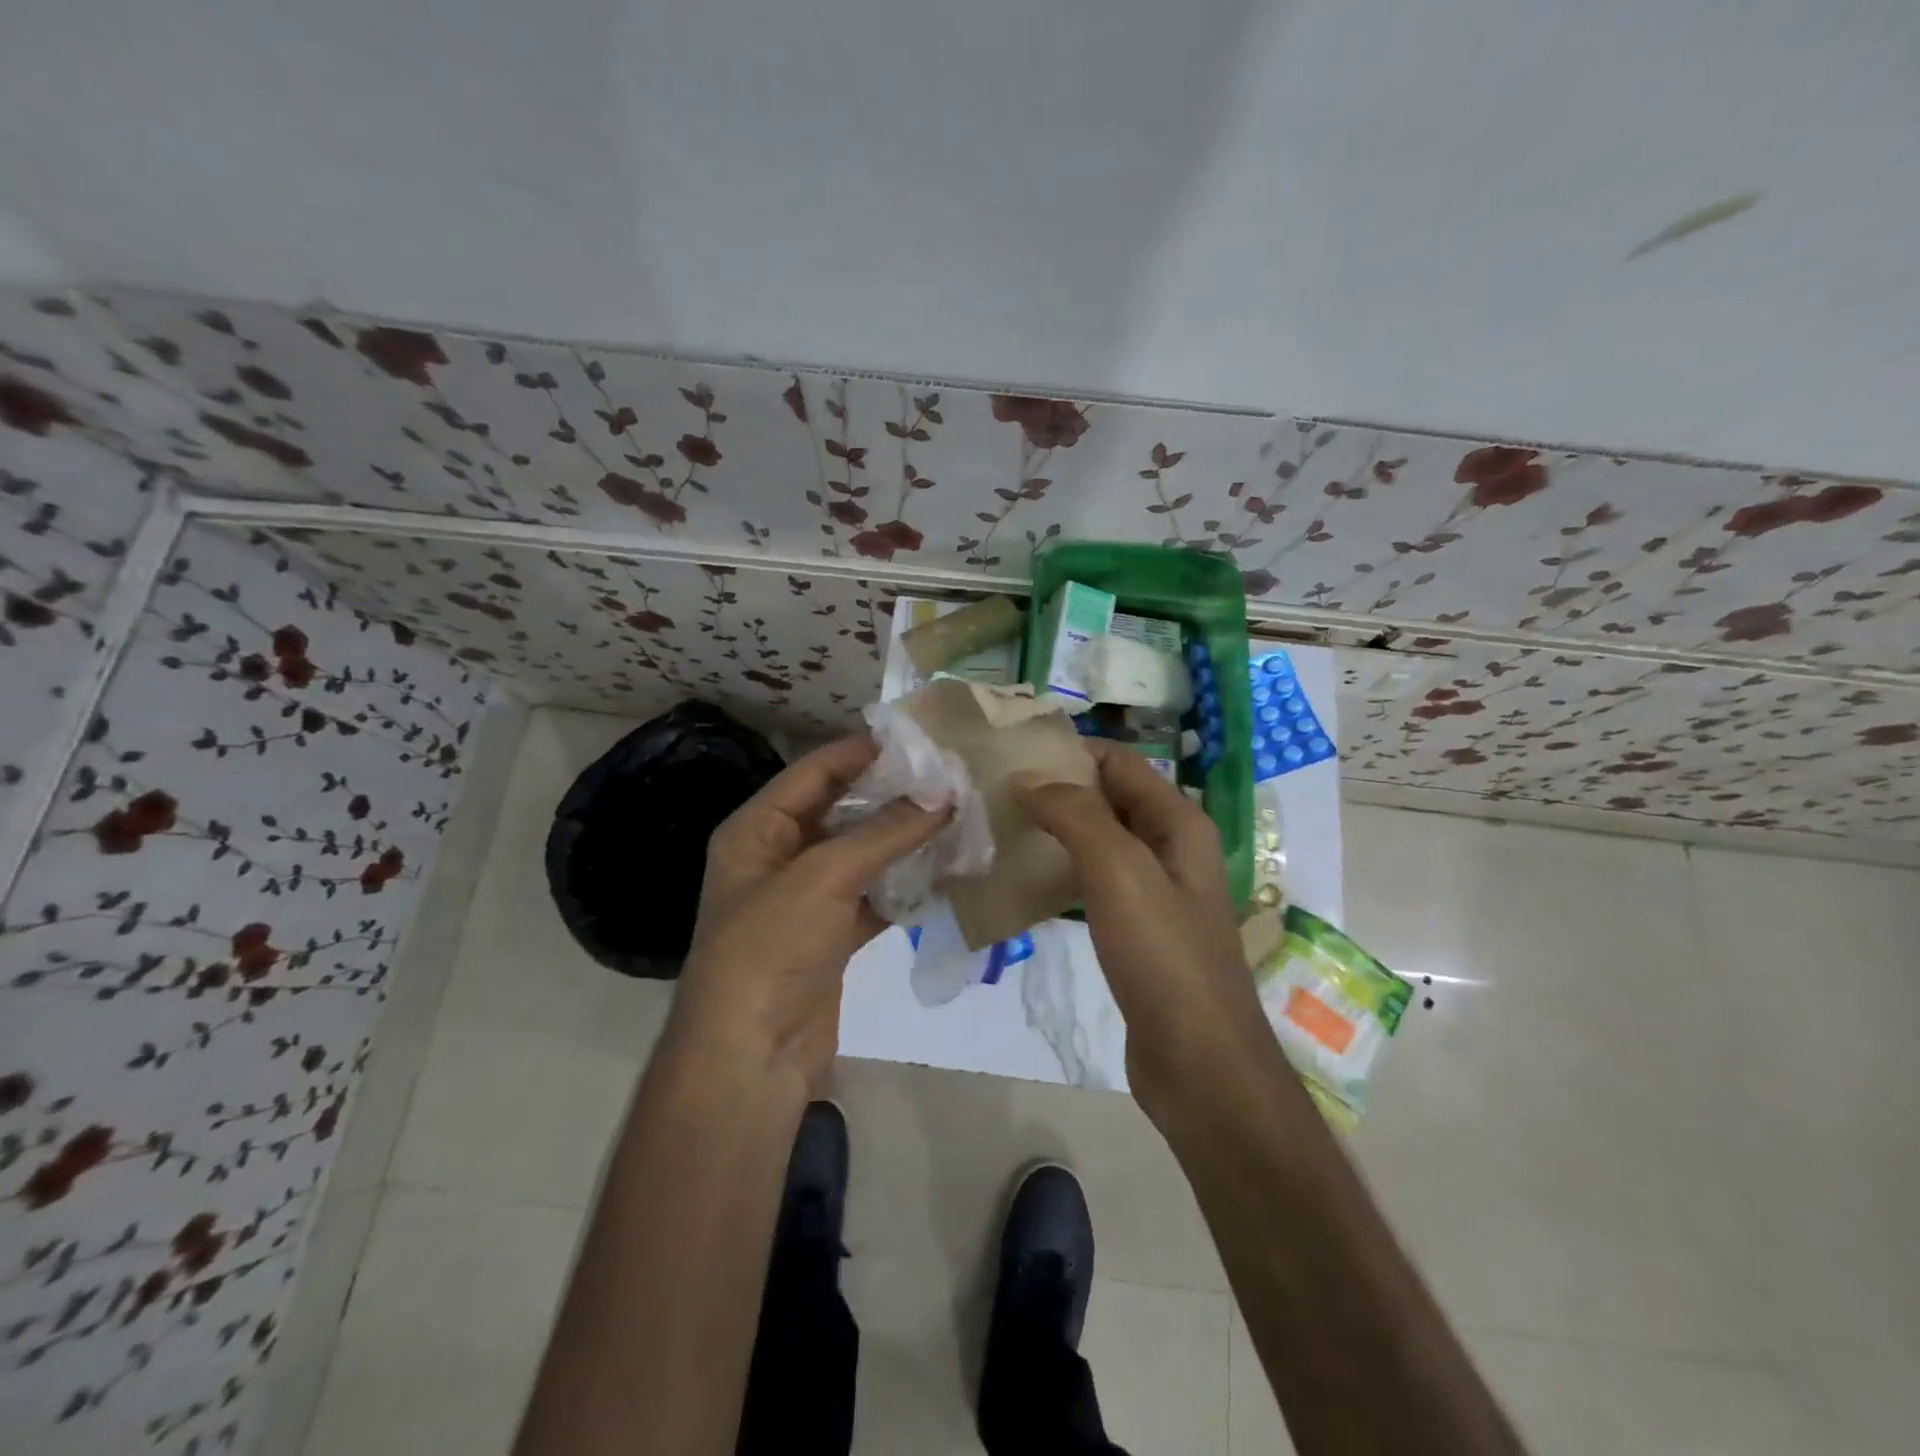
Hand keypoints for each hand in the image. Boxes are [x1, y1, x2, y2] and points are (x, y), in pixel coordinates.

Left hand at [673, 735, 948, 1089]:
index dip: (862, 752)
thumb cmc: (771, 948)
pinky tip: (945, 871)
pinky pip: (874, 896)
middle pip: (841, 811)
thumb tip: (943, 796)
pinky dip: (904, 885)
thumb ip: (884, 833)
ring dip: (904, 840)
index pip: (814, 772)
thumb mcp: (824, 877)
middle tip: (947, 777)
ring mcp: (807, 899)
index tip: (916, 739)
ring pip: (863, 854)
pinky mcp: (832, 935)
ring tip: (957, 816)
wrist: (751, 1056)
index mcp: (757, 830)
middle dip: (891, 796)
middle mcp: (779, 857)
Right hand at [1014, 741, 1268, 1111]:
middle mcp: (1171, 848)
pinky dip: (1062, 870)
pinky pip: (1095, 881)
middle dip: (1057, 789)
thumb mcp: (1120, 872)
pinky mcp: (1137, 929)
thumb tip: (1029, 777)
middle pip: (1108, 798)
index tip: (1011, 752)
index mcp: (1178, 823)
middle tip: (995, 790)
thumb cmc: (1163, 957)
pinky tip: (1025, 878)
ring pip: (1099, 840)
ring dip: (1055, 829)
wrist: (1198, 1062)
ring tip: (1000, 827)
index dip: (1069, 752)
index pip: (1119, 762)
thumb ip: (1076, 815)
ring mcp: (1155, 891)